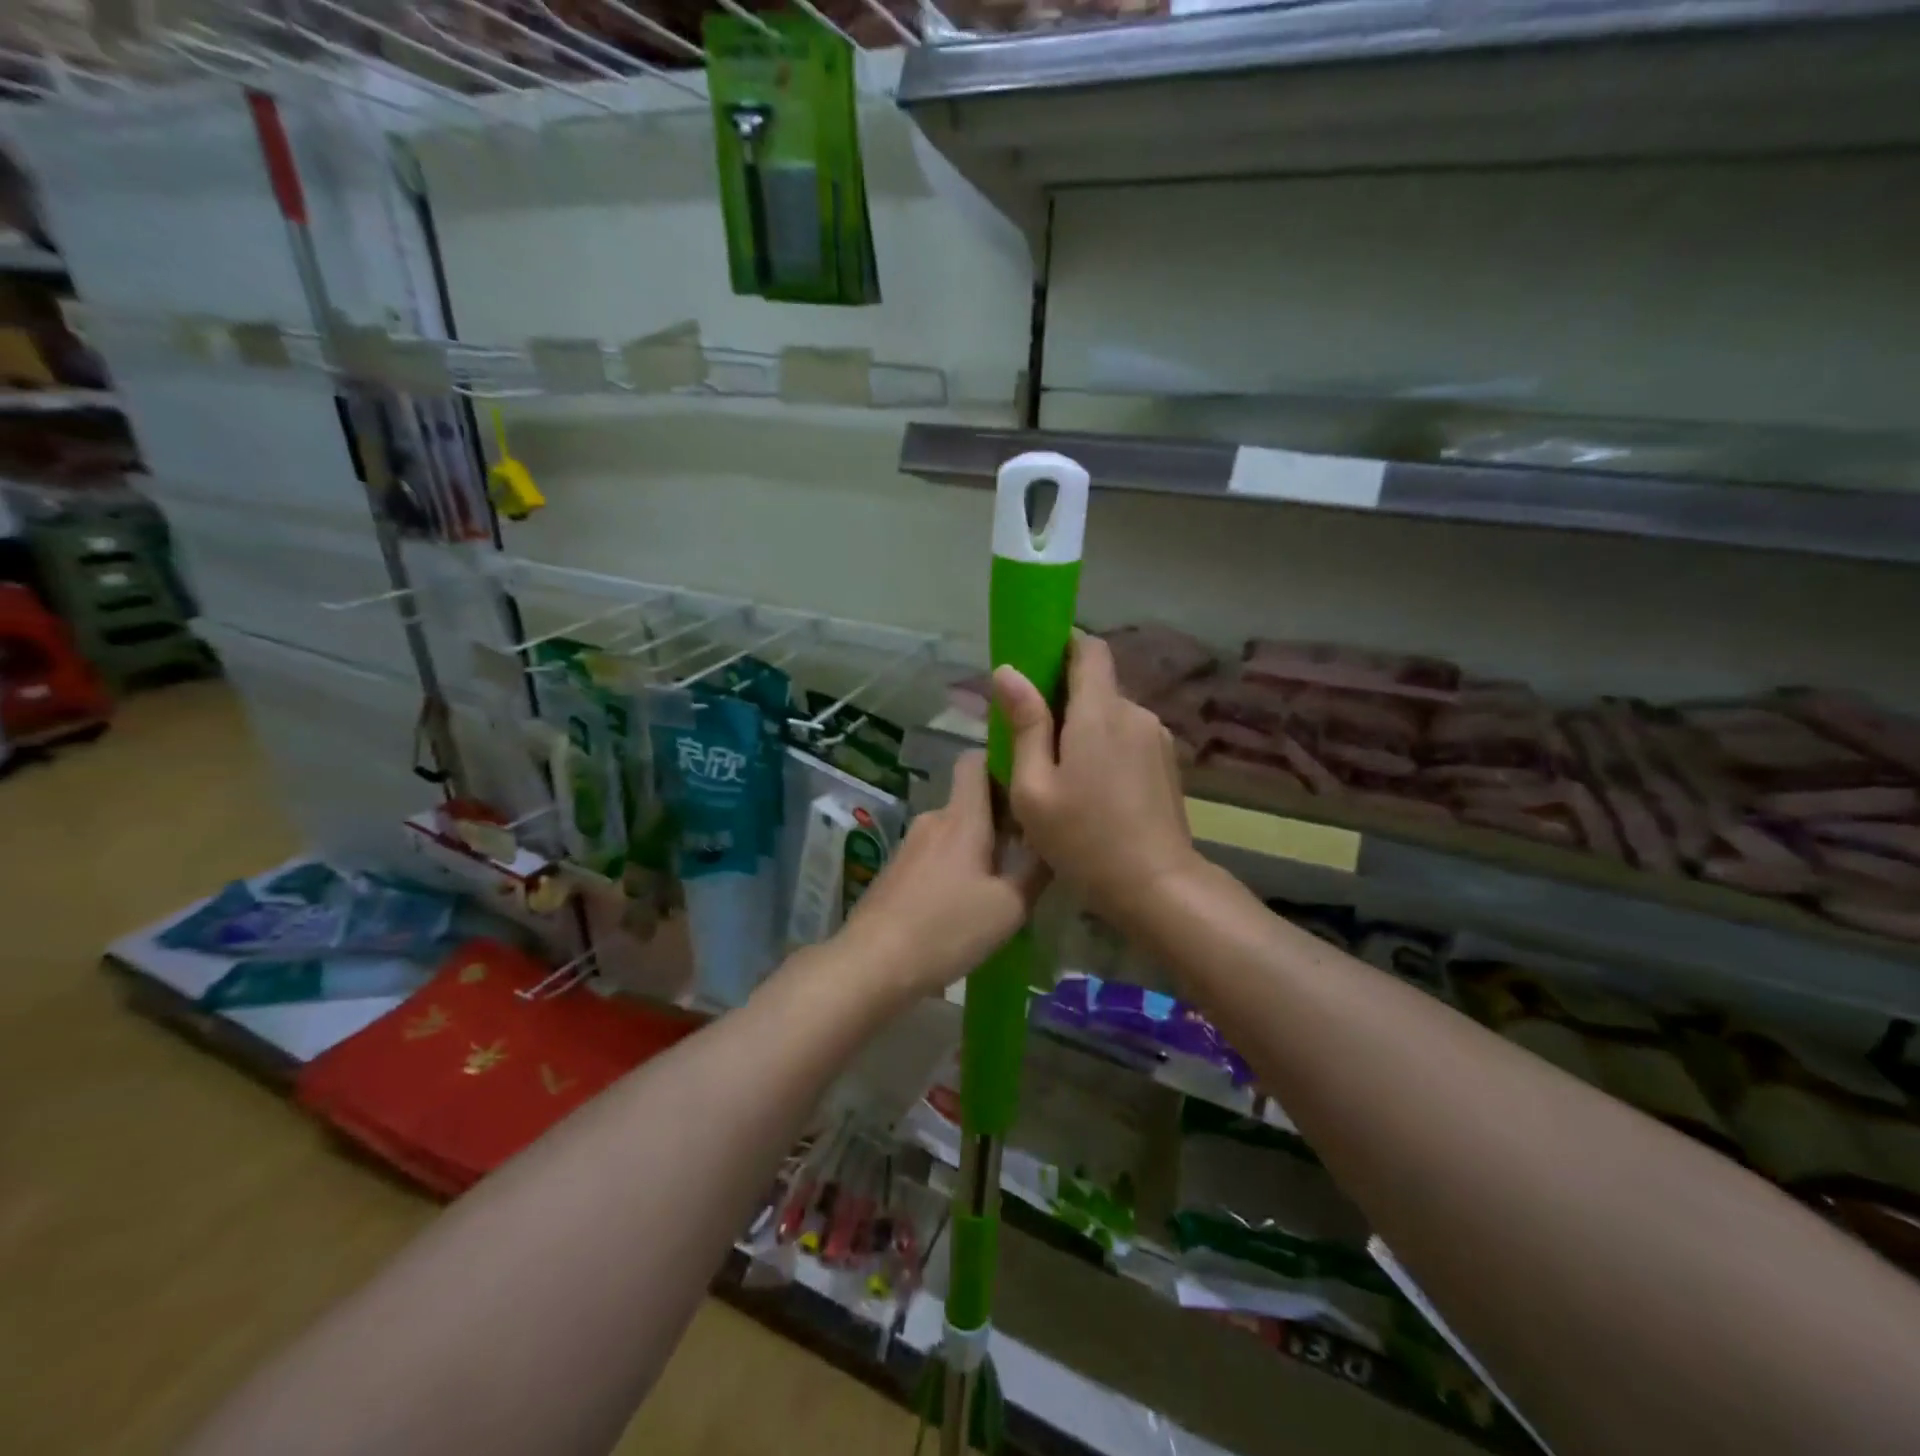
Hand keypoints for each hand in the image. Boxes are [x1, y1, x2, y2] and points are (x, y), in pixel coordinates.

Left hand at [835, 750, 1047, 1003]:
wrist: (872, 963)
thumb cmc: (946, 929)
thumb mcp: (1009, 907)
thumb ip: (1036, 870)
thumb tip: (1053, 841)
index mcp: (962, 817)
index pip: (975, 760)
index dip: (1001, 761)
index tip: (1027, 785)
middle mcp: (934, 820)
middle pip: (971, 800)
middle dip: (1001, 817)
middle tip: (1030, 848)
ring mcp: (910, 845)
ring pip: (955, 831)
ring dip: (979, 846)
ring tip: (1002, 883)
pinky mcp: (897, 870)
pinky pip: (937, 853)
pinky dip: (956, 866)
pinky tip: (967, 903)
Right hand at [993, 634, 1202, 930]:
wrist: (1157, 887)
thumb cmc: (1083, 839)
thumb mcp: (1034, 787)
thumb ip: (1024, 725)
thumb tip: (1007, 672)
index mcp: (1100, 711)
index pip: (1088, 648)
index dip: (1060, 645)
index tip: (1032, 664)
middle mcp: (1135, 712)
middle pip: (1096, 684)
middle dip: (1062, 698)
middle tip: (1030, 736)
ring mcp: (1157, 738)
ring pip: (1111, 714)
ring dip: (1084, 728)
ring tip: (1059, 771)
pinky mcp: (1167, 762)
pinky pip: (1127, 737)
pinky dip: (1104, 747)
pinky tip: (1091, 789)